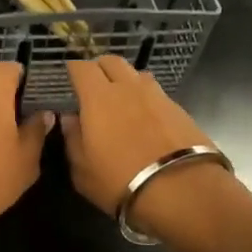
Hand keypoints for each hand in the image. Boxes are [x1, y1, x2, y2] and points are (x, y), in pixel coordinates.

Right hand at [60, 57, 220, 222]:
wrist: (182, 190)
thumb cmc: (120, 181)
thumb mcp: (82, 170)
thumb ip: (73, 139)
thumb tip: (70, 119)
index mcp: (99, 97)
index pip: (82, 68)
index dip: (74, 69)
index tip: (69, 78)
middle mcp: (128, 88)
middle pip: (112, 61)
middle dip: (100, 68)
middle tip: (94, 86)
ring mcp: (158, 96)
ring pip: (137, 74)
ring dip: (126, 81)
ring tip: (121, 100)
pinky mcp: (180, 109)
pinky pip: (156, 93)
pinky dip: (146, 99)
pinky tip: (145, 118)